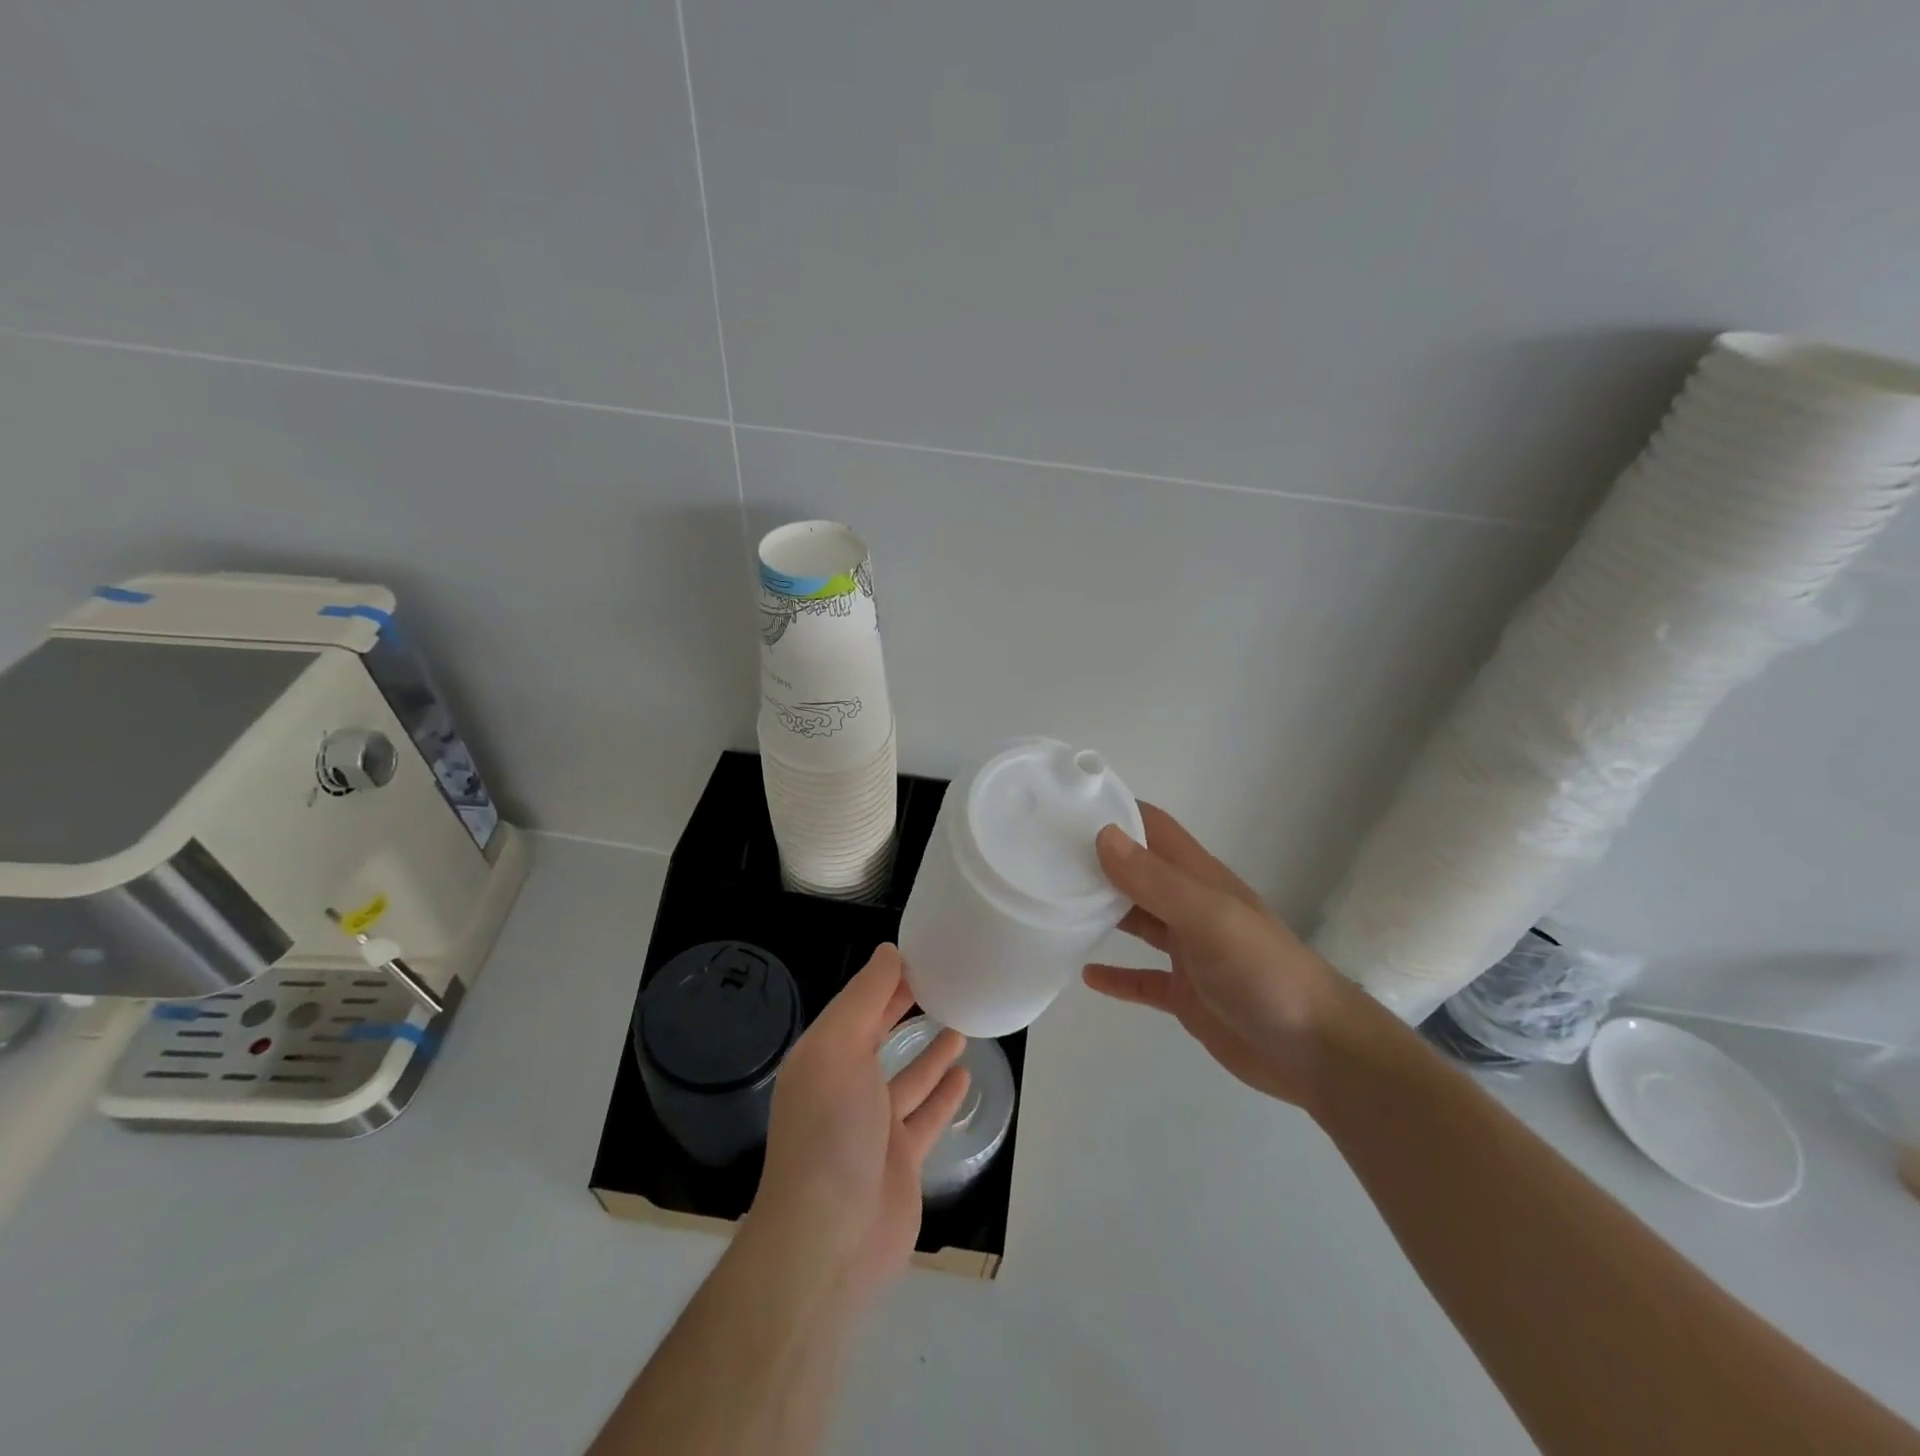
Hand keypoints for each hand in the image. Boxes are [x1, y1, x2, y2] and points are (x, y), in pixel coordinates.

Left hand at [753, 944, 968, 1299]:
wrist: (830, 1239)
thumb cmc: (831, 1130)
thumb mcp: (839, 1049)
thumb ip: (864, 998)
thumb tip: (888, 951)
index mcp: (823, 1057)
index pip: (857, 1005)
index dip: (886, 979)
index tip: (921, 953)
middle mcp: (845, 1087)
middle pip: (879, 1037)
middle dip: (905, 1009)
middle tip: (944, 980)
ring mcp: (874, 1126)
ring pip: (908, 1076)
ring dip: (931, 1050)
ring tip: (960, 1021)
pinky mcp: (901, 1159)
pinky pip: (927, 1115)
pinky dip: (944, 1094)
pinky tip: (965, 1073)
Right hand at [1083, 803, 1375, 1112]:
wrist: (1315, 1052)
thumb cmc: (1263, 971)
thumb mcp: (1208, 918)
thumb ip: (1155, 880)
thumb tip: (1102, 835)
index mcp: (1197, 878)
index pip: (1151, 828)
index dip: (1113, 810)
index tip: (1063, 805)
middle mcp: (1189, 906)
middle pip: (1136, 872)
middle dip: (1095, 860)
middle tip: (1040, 856)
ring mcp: (1188, 951)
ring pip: (1135, 920)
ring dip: (1100, 911)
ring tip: (1052, 905)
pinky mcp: (1185, 994)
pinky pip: (1142, 978)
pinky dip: (1116, 976)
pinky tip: (1085, 976)